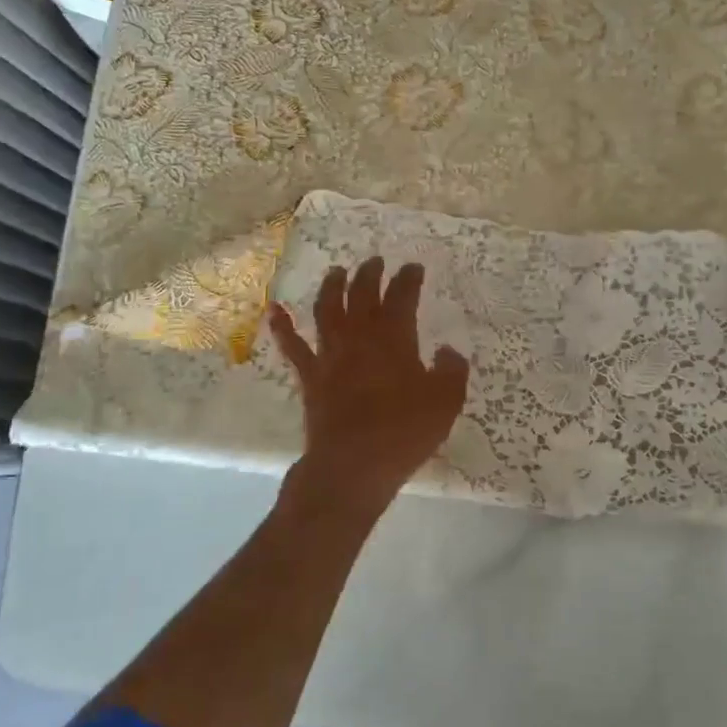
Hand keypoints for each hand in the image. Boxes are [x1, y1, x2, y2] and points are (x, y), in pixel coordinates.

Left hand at [268, 258, 470, 525]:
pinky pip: (293, 346)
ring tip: (337, 271)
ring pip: (328, 309)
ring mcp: (331, 355)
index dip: (408, 279)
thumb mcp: (446, 402)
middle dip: (370, 274)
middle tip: (375, 261)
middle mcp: (360, 337)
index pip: (402, 297)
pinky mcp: (310, 376)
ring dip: (332, 286)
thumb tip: (447, 351)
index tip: (413, 267)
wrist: (353, 465)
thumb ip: (452, 371)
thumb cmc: (404, 432)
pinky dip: (282, 326)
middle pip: (362, 294)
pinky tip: (274, 310)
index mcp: (395, 338)